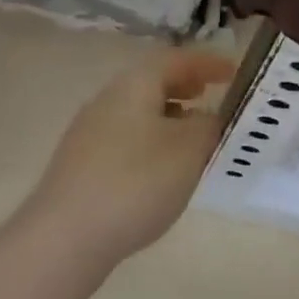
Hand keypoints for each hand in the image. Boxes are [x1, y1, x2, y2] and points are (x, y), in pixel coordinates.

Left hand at [27, 48, 233, 267]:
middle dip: (185, 86)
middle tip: (212, 95)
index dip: (207, 63)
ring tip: (194, 136)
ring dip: (169, 116)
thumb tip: (209, 117)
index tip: (234, 72)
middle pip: (153, 82)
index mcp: (134, 84)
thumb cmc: (135, 182)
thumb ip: (208, 126)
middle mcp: (108, 99)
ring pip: (139, 112)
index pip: (176, 59)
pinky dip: (152, 142)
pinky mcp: (81, 167)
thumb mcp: (189, 150)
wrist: (64, 239)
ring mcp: (89, 133)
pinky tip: (162, 172)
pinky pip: (126, 139)